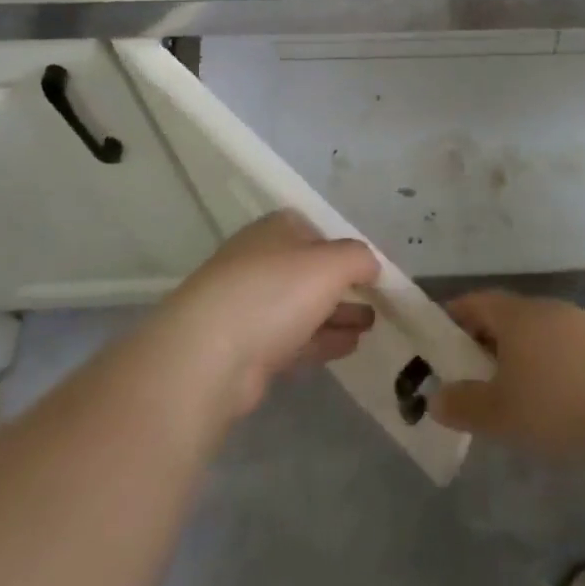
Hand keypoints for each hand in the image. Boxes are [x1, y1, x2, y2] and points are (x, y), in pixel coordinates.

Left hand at [151, 211, 379, 417]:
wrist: (208, 356)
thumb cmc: (274, 292)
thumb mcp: (331, 263)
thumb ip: (359, 258)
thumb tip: (371, 265)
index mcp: (275, 230)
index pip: (315, 229)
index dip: (343, 246)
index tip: (369, 268)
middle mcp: (259, 261)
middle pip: (310, 270)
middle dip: (344, 285)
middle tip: (377, 300)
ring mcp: (249, 306)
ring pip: (303, 306)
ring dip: (338, 314)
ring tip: (371, 324)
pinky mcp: (246, 348)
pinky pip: (294, 338)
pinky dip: (322, 339)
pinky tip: (350, 346)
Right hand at [431, 290, 584, 462]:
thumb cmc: (555, 403)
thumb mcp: (499, 413)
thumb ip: (464, 405)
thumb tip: (436, 398)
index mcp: (515, 314)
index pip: (474, 302)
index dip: (453, 318)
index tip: (438, 342)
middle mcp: (545, 309)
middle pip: (505, 317)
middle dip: (484, 342)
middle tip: (468, 375)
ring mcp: (578, 323)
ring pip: (535, 333)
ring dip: (517, 355)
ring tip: (509, 392)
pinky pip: (561, 348)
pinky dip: (546, 366)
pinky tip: (551, 399)